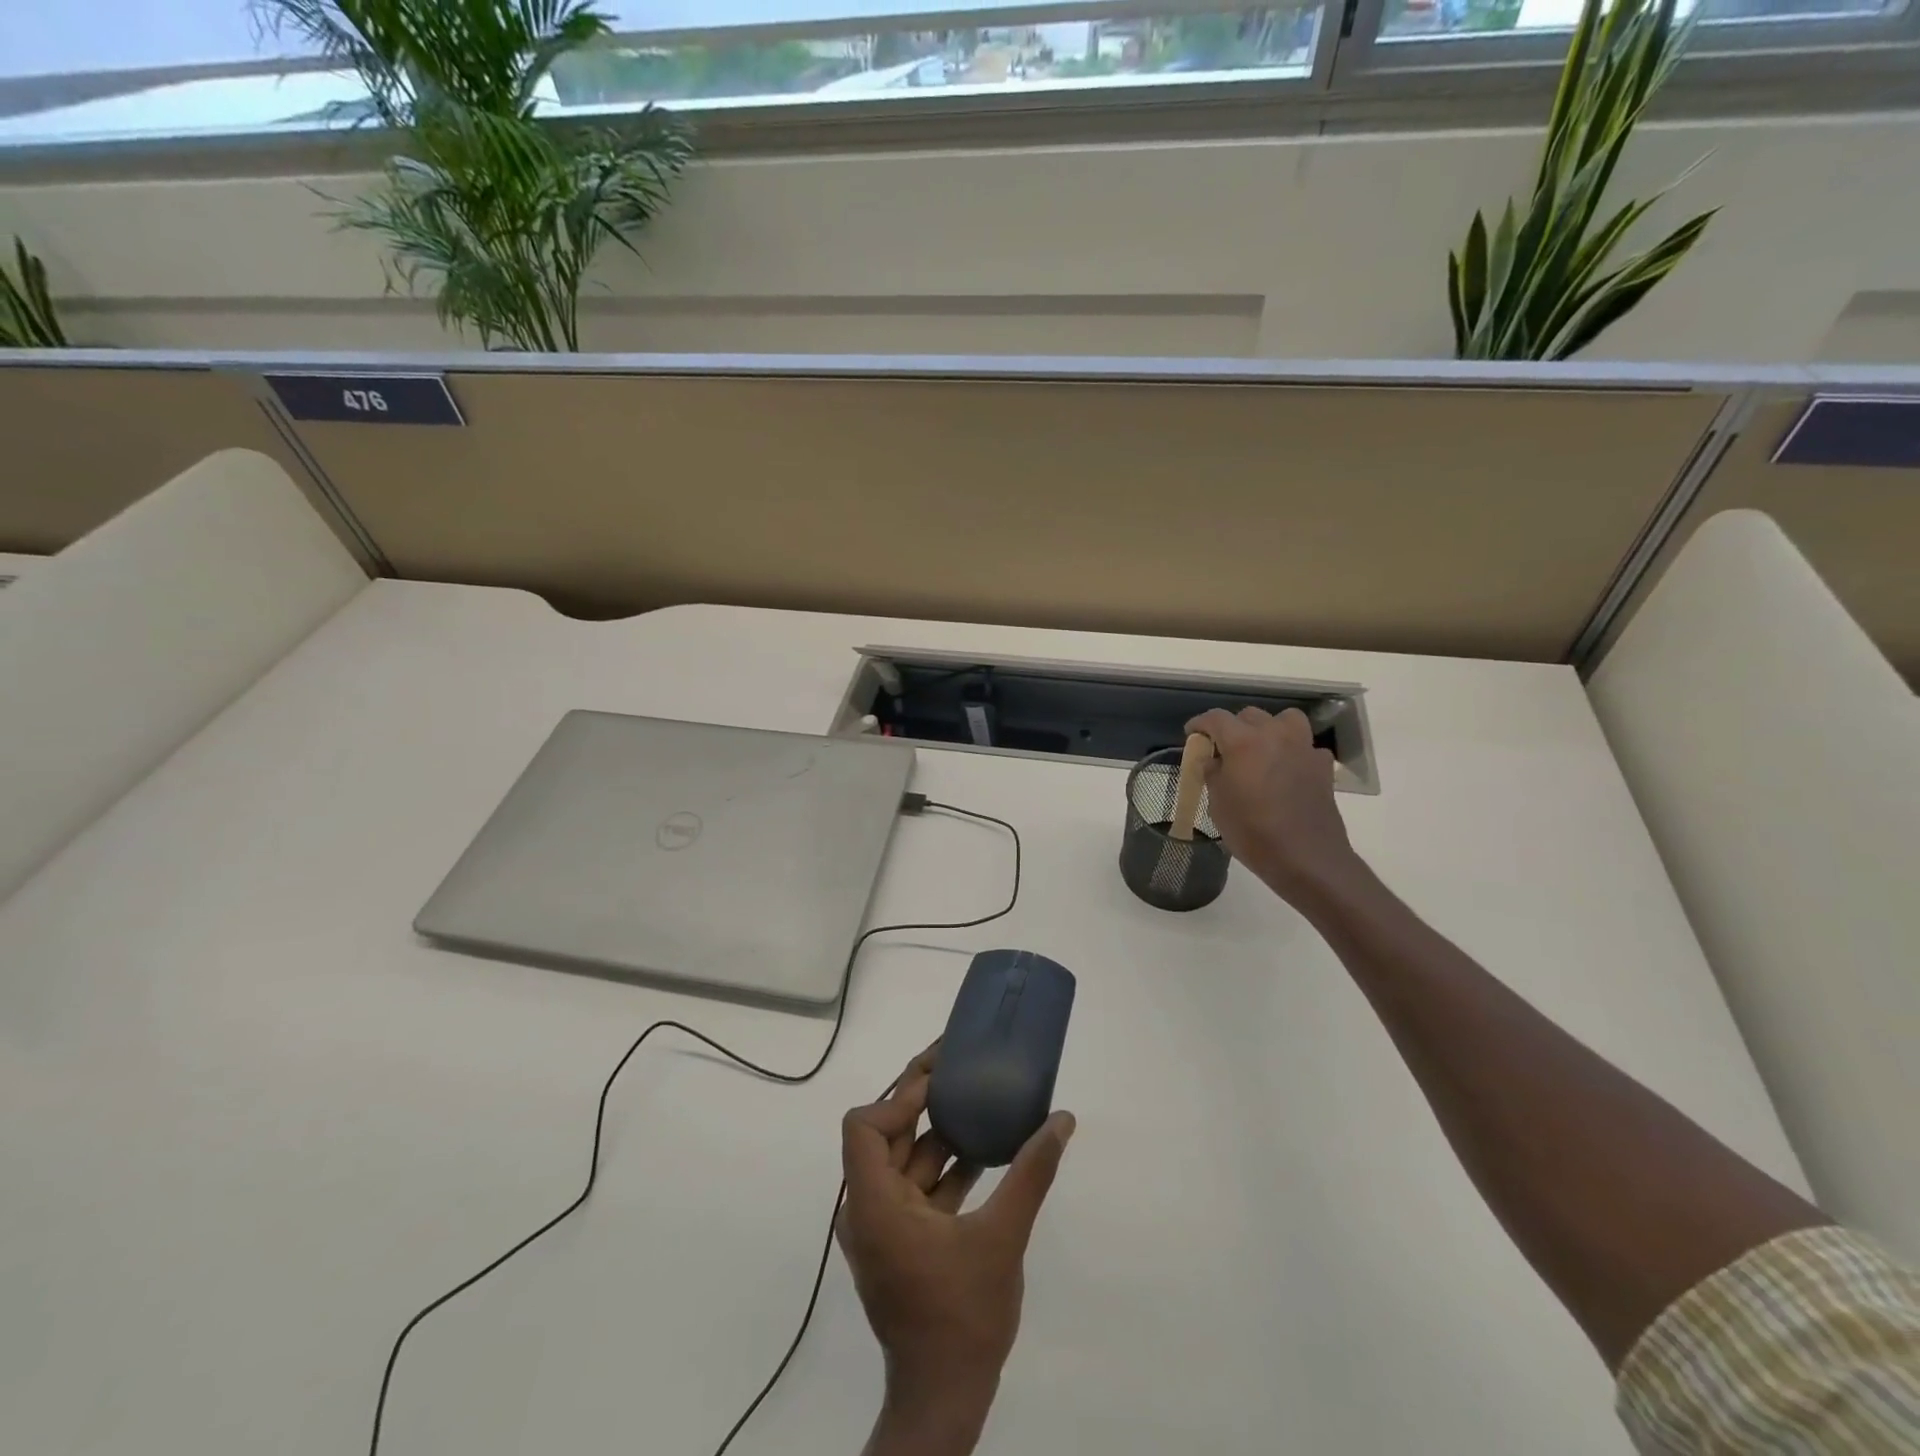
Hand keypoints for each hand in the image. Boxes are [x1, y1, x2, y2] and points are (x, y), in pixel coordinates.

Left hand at [838, 1043, 1075, 1455]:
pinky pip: (916, 1189)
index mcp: (874, 1204)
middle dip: (921, 1100)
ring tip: (977, 1101)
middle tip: (959, 1068)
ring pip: (903, 1162)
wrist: (944, 1401)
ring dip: (937, 1134)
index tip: (939, 1082)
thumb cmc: (963, 1316)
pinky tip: (983, 1153)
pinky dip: (944, 1168)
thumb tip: (1062, 1120)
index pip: (864, 1126)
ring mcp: (882, 1229)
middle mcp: (867, 1209)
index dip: (898, 1097)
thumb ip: (1030, 1174)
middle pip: (885, 1136)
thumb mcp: (1002, 1238)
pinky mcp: (900, 1244)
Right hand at [1186, 706, 1360, 906]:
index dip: (1200, 724)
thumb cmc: (1253, 832)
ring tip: (1261, 749)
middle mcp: (1275, 736)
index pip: (1216, 718)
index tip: (1192, 734)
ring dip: (1270, 729)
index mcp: (1244, 742)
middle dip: (1233, 727)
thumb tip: (1214, 760)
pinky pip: (1306, 746)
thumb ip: (1213, 774)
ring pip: (1285, 720)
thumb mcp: (1218, 804)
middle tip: (1224, 749)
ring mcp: (1303, 748)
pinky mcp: (1322, 766)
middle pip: (1250, 715)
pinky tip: (1287, 771)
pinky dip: (1294, 752)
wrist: (1306, 858)